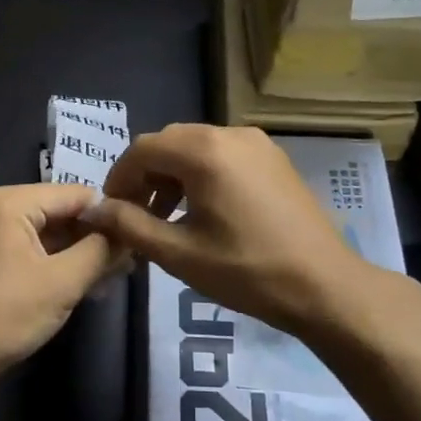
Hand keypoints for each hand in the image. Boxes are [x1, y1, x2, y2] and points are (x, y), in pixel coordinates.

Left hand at [0, 183, 125, 388]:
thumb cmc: (4, 313)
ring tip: (118, 275)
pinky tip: (90, 284)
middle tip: (133, 261)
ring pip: (53, 235)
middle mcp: (1, 209)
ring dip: (83, 254)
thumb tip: (128, 232)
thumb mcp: (62, 281)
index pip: (76, 194)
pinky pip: (38, 252)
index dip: (110, 214)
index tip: (141, 237)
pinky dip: (63, 265)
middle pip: (63, 212)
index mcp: (12, 202)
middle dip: (97, 236)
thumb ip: (100, 251)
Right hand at [83, 124, 378, 336]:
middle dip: (145, 175)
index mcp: (205, 151)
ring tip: (166, 218)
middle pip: (169, 143)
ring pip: (196, 147)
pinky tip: (202, 211)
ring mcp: (257, 144)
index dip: (119, 178)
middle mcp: (230, 134)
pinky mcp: (273, 159)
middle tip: (136, 216)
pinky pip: (223, 155)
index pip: (142, 149)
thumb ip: (130, 225)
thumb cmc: (247, 271)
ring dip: (172, 176)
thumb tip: (95, 210)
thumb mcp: (179, 253)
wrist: (325, 286)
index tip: (112, 212)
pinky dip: (201, 174)